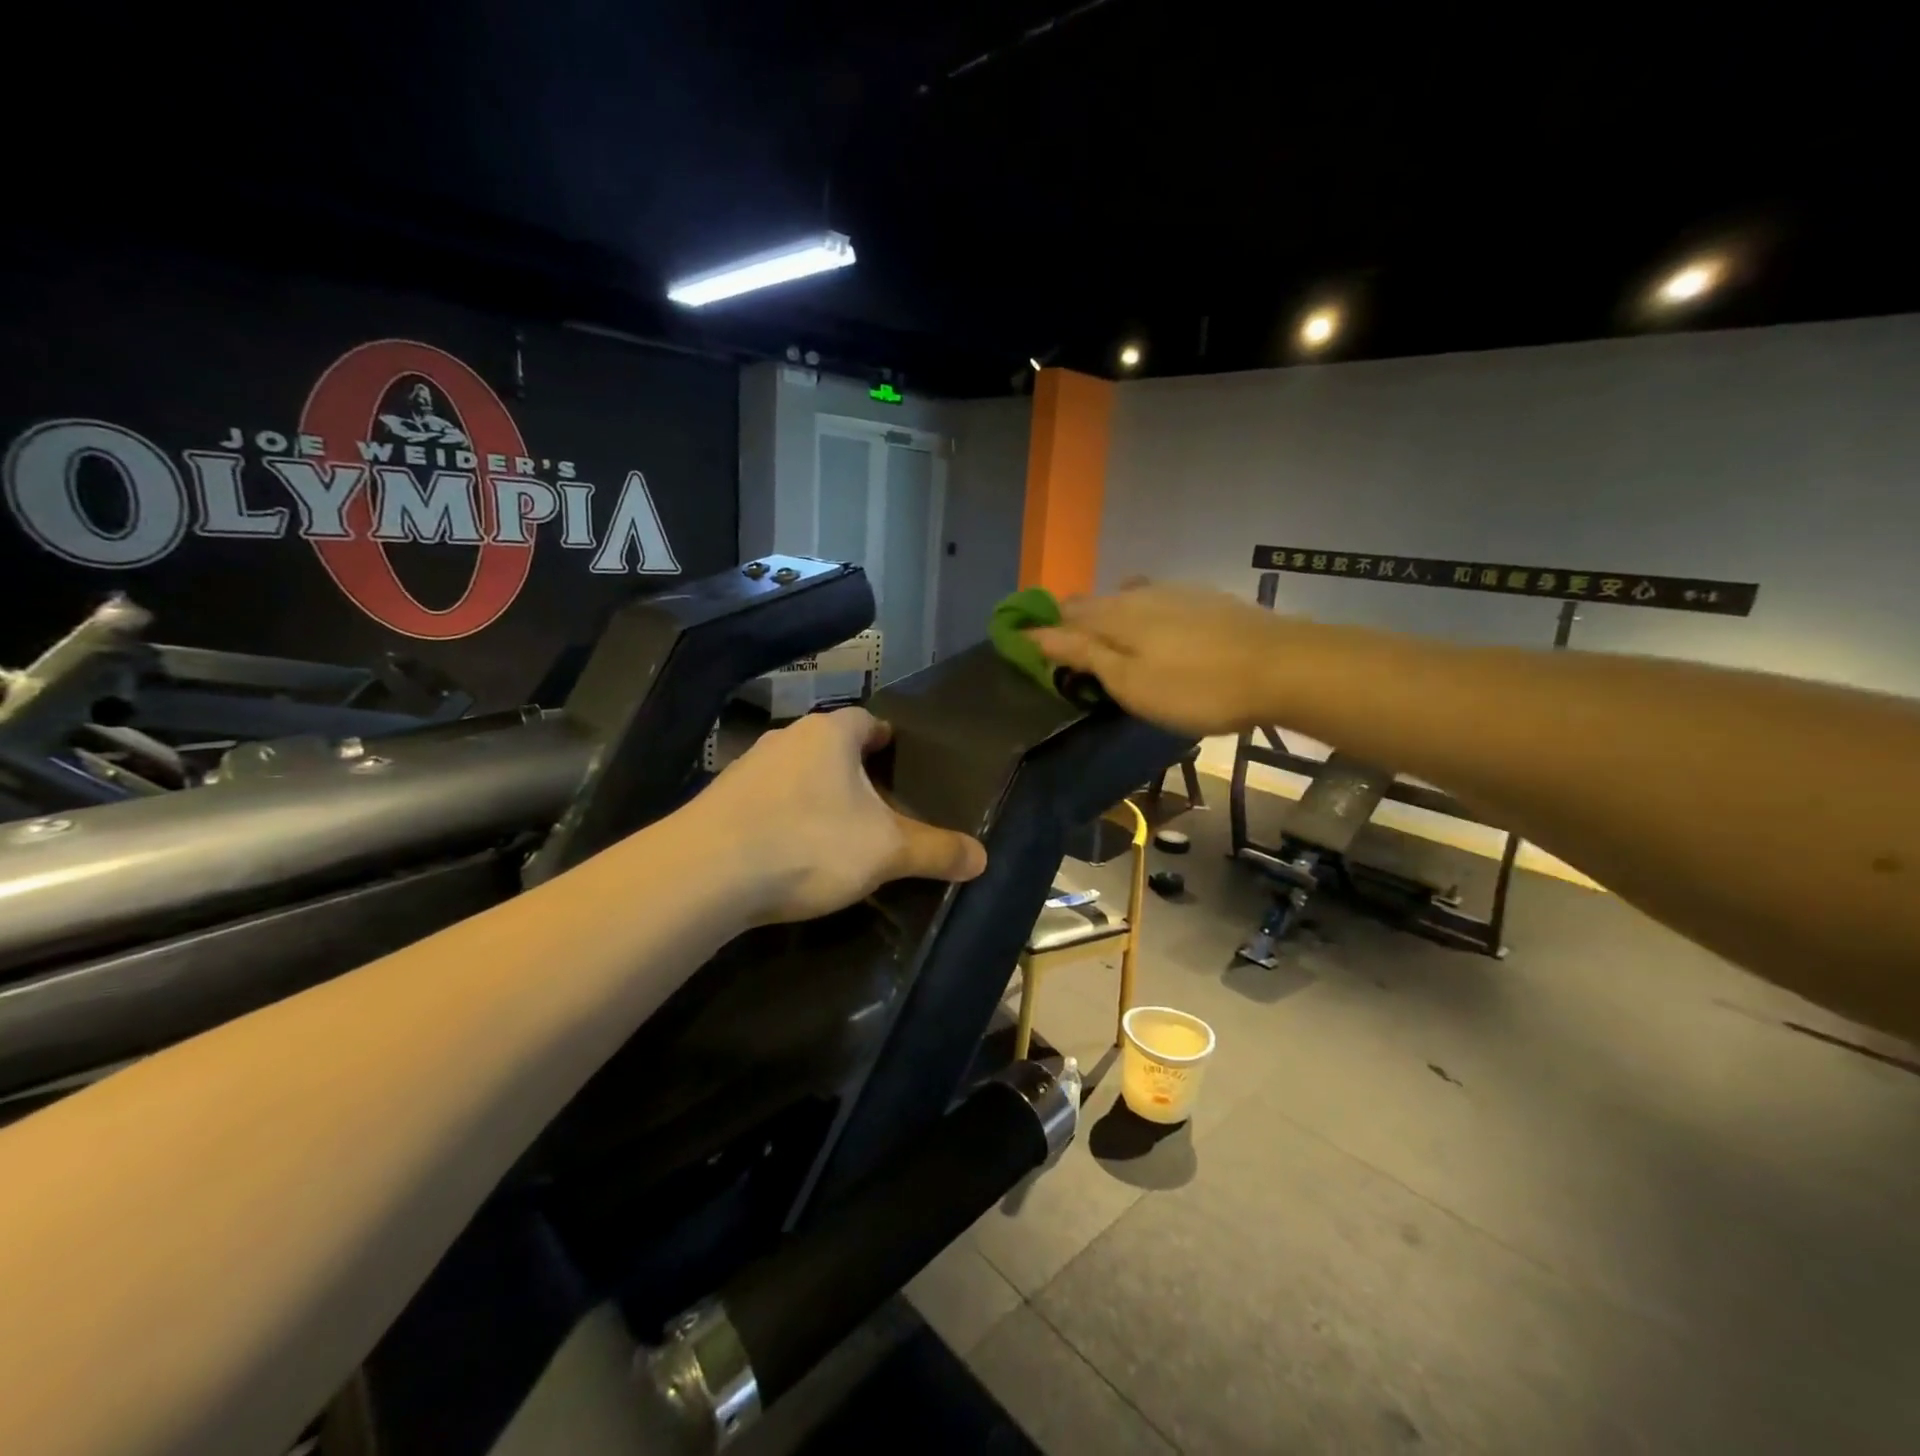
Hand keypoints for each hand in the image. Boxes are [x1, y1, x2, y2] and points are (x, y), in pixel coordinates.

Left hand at [686, 708, 987, 923]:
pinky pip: (763, 802)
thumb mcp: (885, 851)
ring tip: (833, 830)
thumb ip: (935, 850)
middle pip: (828, 746)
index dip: (885, 738)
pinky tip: (787, 851)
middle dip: (850, 770)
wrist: (706, 873)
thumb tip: (982, 858)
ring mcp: (745, 768)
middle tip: (875, 804)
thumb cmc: (810, 843)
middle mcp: (786, 739)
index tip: (897, 760)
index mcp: (830, 734)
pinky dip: (780, 818)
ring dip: (813, 794)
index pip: (866, 721)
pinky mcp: (717, 802)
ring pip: (793, 773)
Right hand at [1027, 583, 1291, 735]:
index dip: (1041, 629)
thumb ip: (1083, 655)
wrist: (1283, 667)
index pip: (1063, 615)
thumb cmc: (1196, 687)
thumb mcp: (1130, 681)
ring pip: (1126, 599)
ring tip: (1106, 641)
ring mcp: (1176, 592)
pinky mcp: (1206, 600)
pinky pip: (1157, 601)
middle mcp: (1140, 594)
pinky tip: (1155, 630)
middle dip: (1073, 622)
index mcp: (1115, 615)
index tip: (1023, 646)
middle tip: (1066, 653)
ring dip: (1108, 616)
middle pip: (1093, 602)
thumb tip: (1035, 634)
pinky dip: (1141, 614)